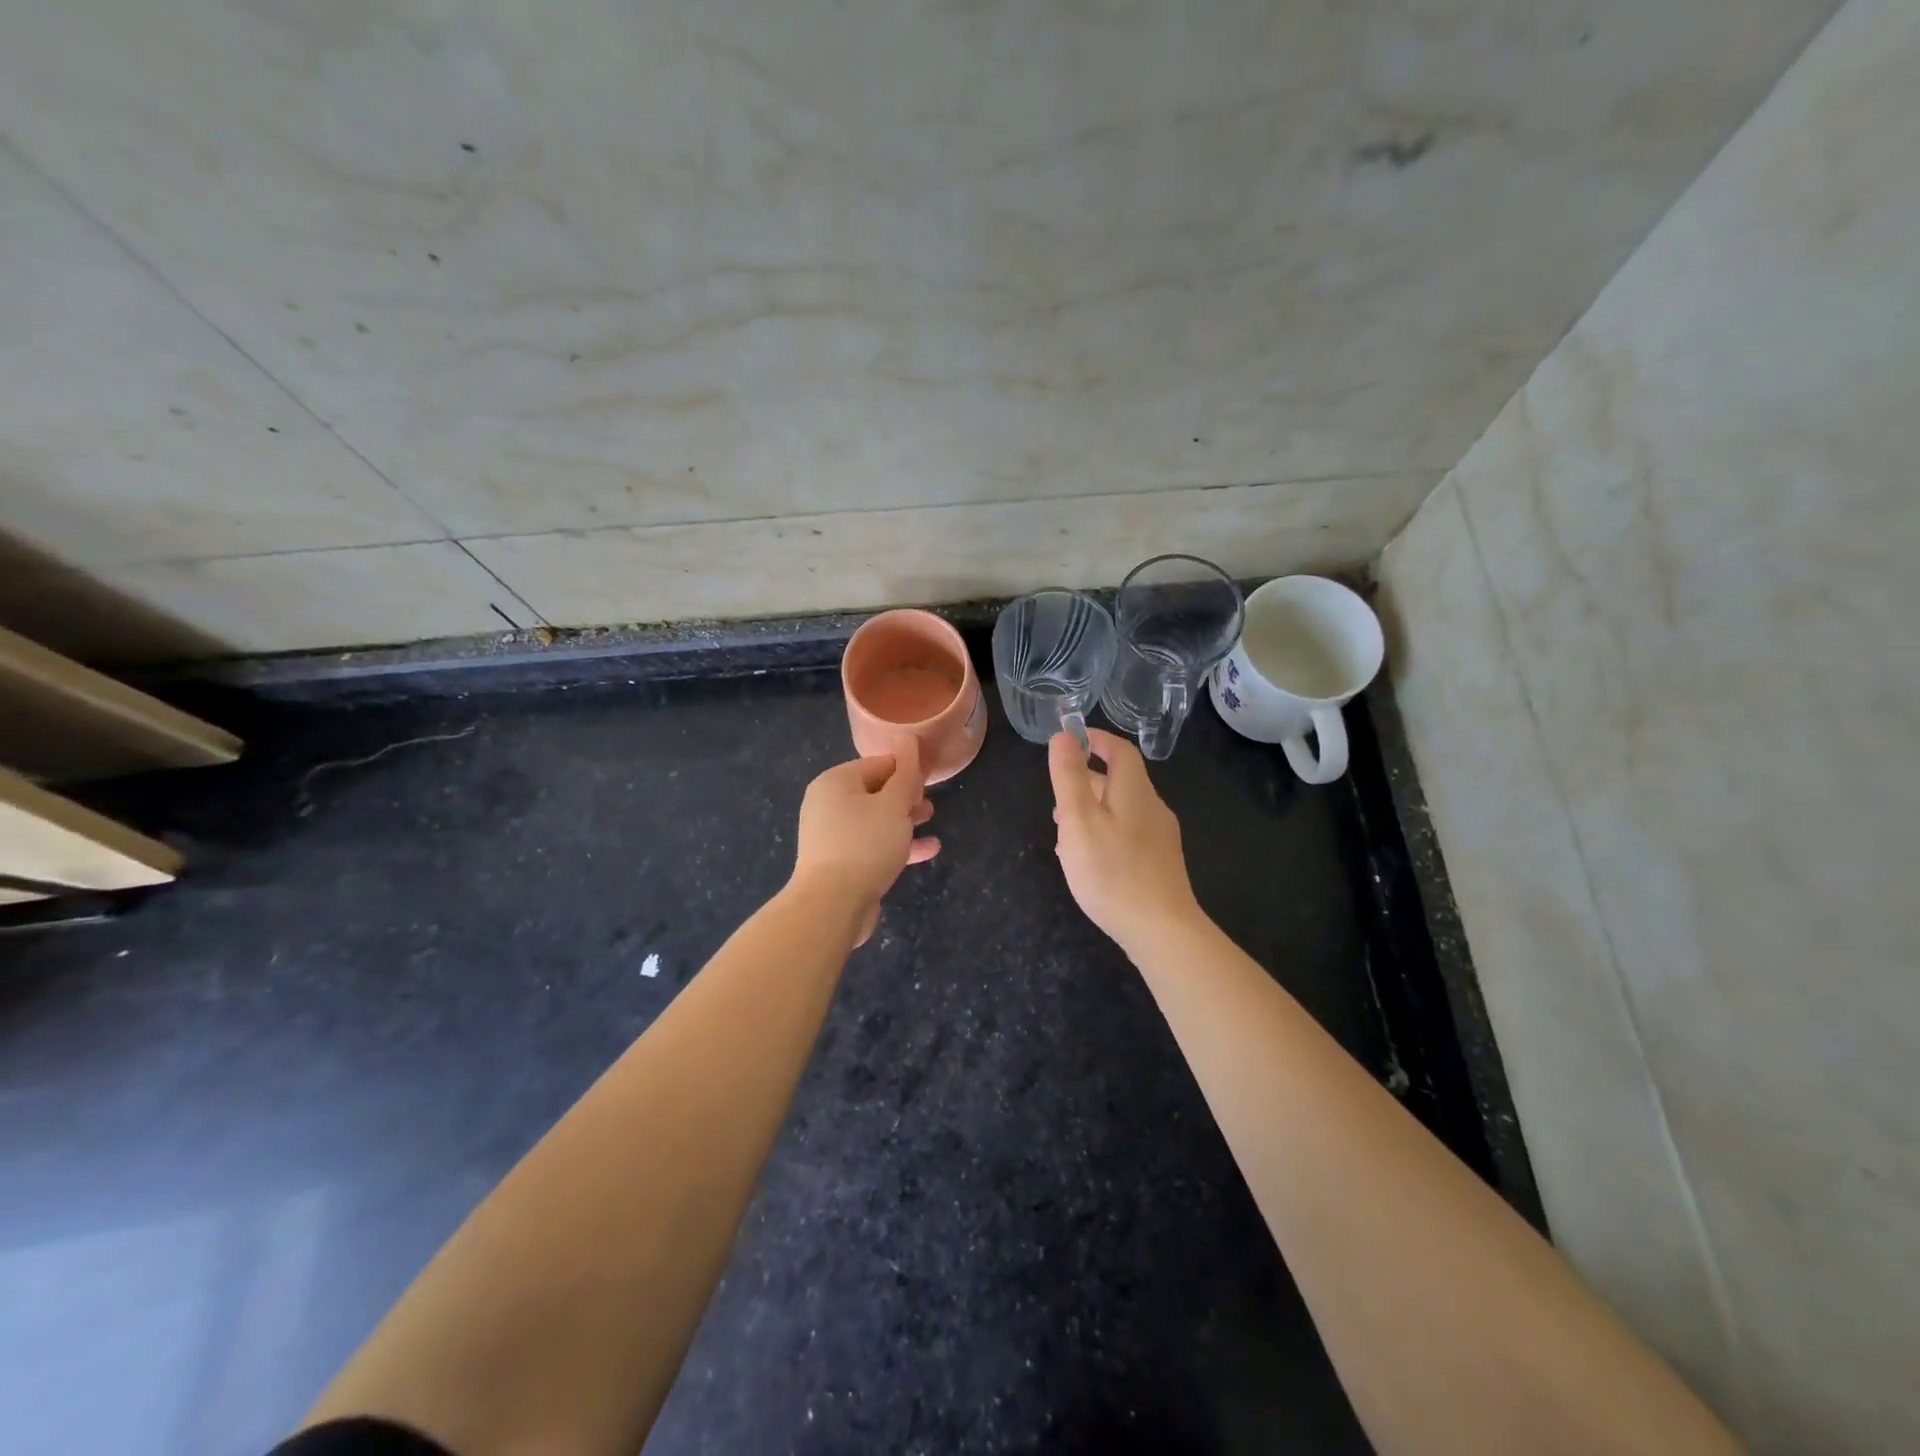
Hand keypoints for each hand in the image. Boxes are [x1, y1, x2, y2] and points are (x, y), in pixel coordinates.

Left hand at [791, 736, 938, 944]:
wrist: (832, 905)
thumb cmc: (865, 844)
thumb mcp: (894, 805)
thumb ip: (905, 773)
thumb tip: (908, 738)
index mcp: (835, 782)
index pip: (877, 764)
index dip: (907, 769)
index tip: (931, 779)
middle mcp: (828, 804)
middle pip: (875, 791)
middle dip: (906, 796)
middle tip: (930, 803)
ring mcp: (832, 835)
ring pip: (875, 820)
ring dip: (904, 820)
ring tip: (931, 821)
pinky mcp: (840, 863)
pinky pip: (872, 845)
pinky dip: (897, 845)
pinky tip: (928, 850)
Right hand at [1049, 728, 1202, 955]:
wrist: (1161, 930)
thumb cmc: (1112, 871)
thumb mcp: (1079, 819)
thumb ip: (1069, 776)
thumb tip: (1063, 735)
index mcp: (1134, 792)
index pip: (1120, 751)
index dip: (1096, 739)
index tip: (1071, 739)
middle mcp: (1152, 809)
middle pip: (1121, 782)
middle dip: (1088, 781)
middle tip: (1058, 796)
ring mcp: (1160, 839)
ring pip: (1122, 811)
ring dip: (1093, 811)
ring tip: (1064, 831)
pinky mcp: (1160, 865)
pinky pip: (1128, 836)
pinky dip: (1104, 834)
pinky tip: (1088, 860)